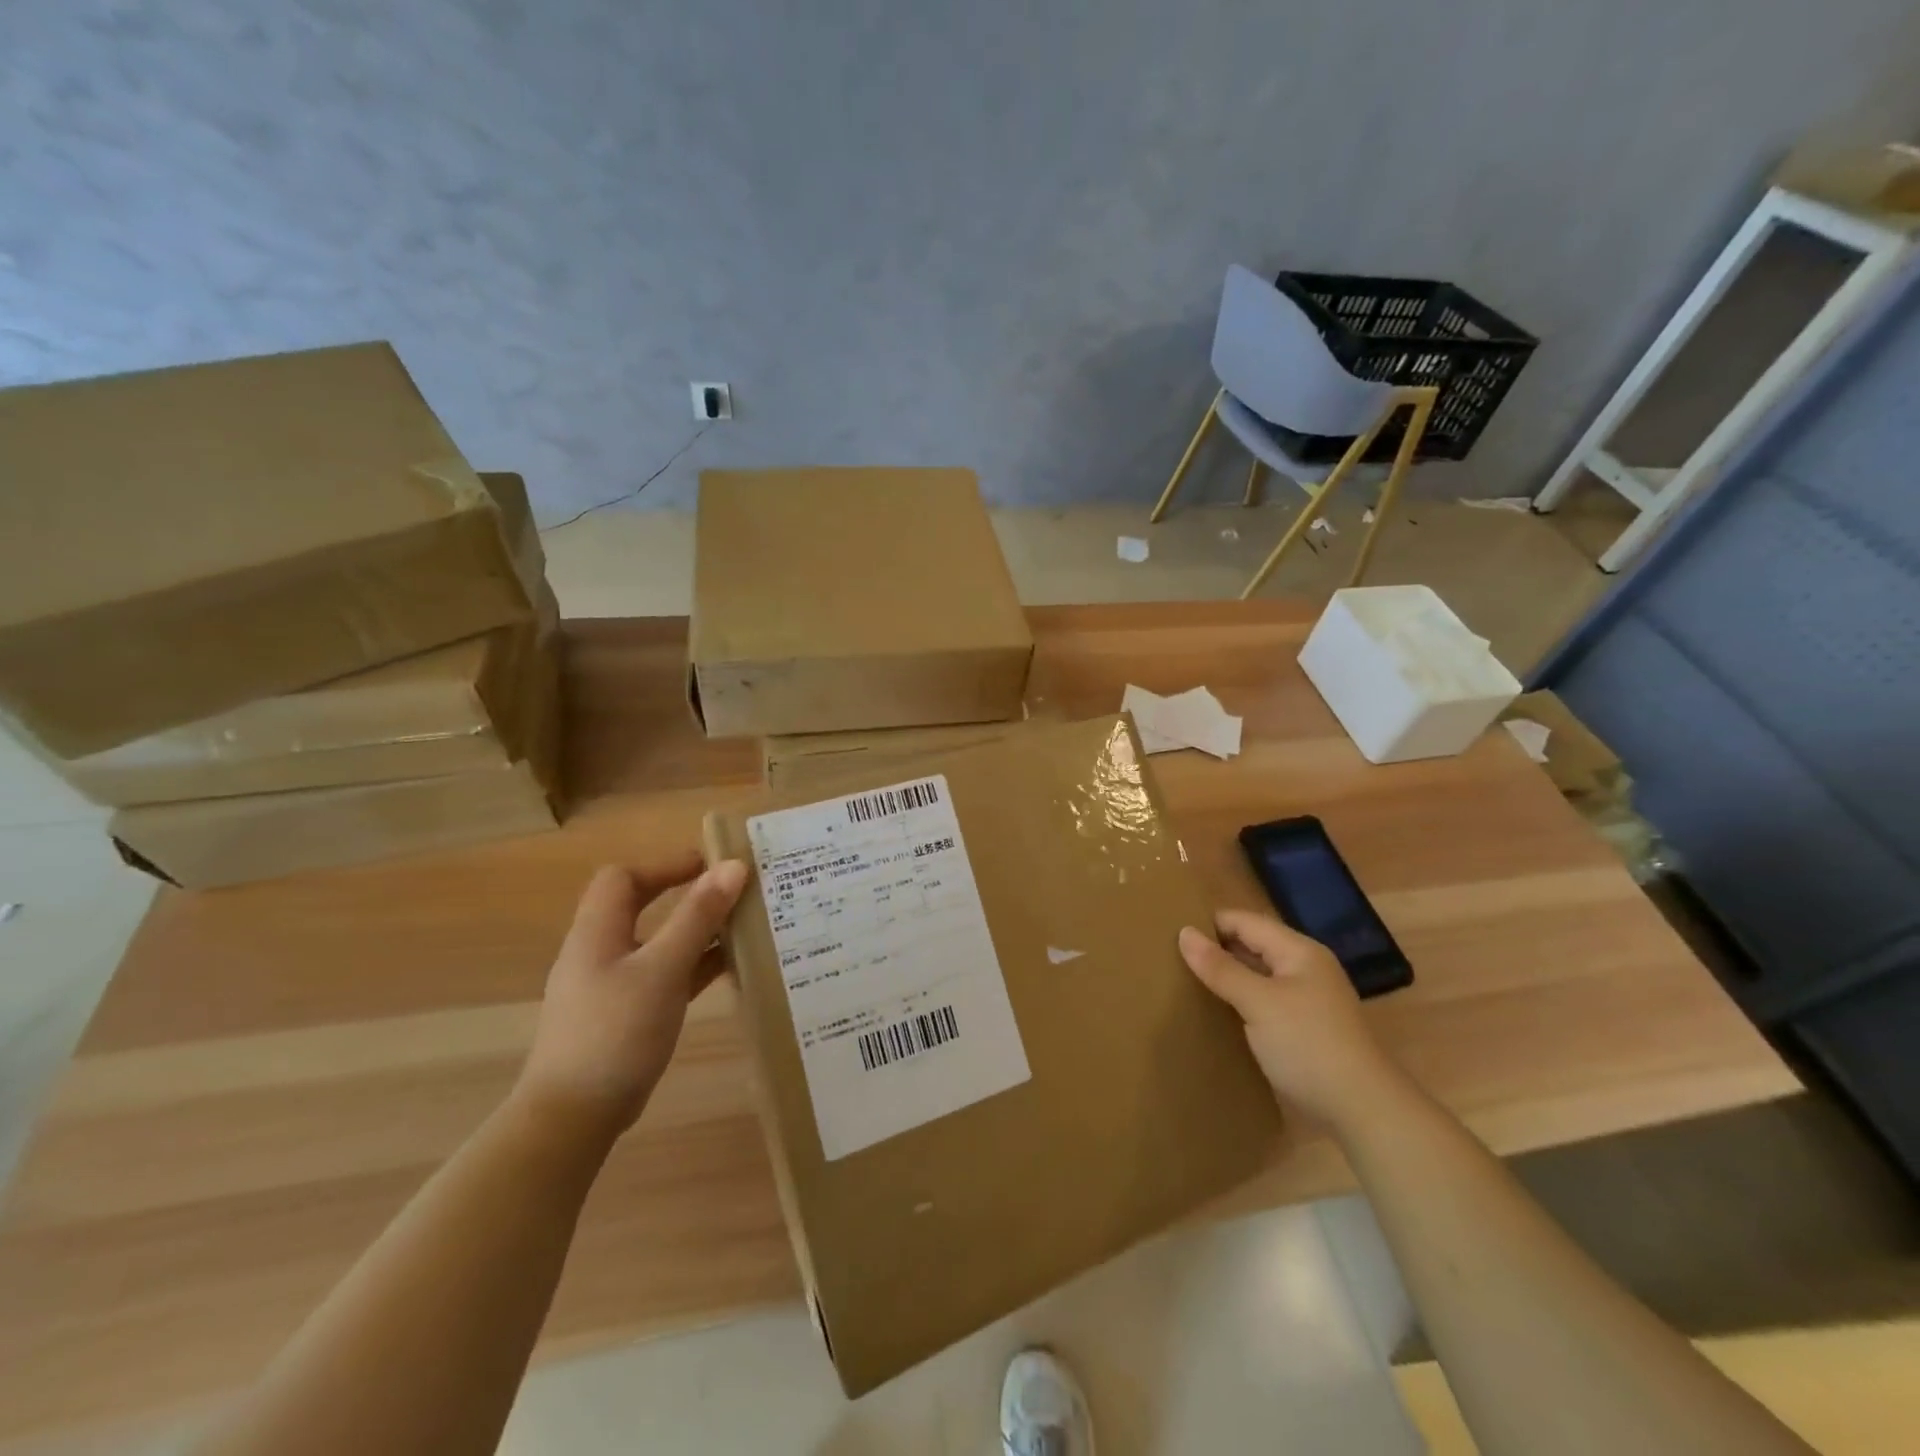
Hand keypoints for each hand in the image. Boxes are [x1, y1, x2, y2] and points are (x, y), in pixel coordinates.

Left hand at [515, 855, 748, 1141]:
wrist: (574, 1117)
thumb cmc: (616, 1032)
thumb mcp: (663, 968)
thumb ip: (698, 916)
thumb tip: (732, 866)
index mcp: (598, 932)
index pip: (623, 878)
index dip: (665, 865)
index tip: (711, 865)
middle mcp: (601, 952)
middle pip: (641, 906)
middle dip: (686, 895)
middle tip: (732, 892)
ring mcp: (612, 987)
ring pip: (658, 942)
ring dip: (697, 931)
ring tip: (743, 927)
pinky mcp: (626, 1016)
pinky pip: (665, 975)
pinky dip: (695, 966)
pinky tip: (730, 970)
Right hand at [1179, 909, 1407, 1130]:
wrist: (1363, 1110)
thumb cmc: (1309, 1045)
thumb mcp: (1258, 1003)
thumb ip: (1221, 968)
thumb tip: (1184, 933)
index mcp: (1298, 951)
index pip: (1244, 921)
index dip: (1209, 924)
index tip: (1169, 934)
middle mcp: (1305, 967)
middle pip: (1252, 945)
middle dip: (1216, 949)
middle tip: (1171, 958)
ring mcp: (1308, 998)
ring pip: (1257, 974)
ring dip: (1228, 977)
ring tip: (1186, 982)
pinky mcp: (1305, 1027)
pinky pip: (1264, 1000)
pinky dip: (1241, 1001)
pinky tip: (1218, 1012)